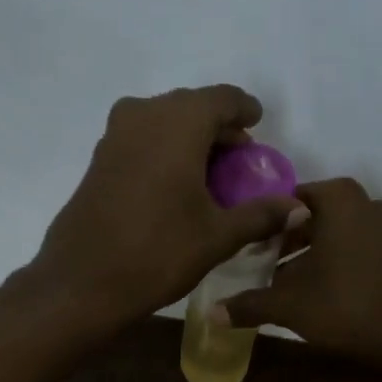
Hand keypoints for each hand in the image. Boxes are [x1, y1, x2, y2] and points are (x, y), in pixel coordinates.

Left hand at [19, 86, 304, 329]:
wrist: (82, 282)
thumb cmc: (158, 253)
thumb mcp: (217, 236)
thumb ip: (260, 214)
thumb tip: (299, 208)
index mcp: (179, 121)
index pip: (223, 99)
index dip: (245, 111)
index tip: (257, 125)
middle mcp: (144, 114)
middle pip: (191, 108)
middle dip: (217, 129)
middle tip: (237, 160)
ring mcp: (114, 136)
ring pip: (162, 124)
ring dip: (188, 141)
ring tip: (208, 176)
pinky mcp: (97, 161)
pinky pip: (140, 142)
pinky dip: (162, 153)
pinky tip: (173, 187)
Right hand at [216, 178, 381, 378]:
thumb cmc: (349, 307)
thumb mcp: (291, 306)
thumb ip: (250, 304)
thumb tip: (212, 313)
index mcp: (339, 200)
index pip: (287, 199)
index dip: (262, 222)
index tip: (244, 245)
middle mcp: (366, 203)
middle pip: (312, 216)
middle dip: (285, 241)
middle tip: (259, 266)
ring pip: (336, 234)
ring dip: (310, 255)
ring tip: (285, 284)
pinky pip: (357, 249)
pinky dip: (336, 263)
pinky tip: (320, 293)